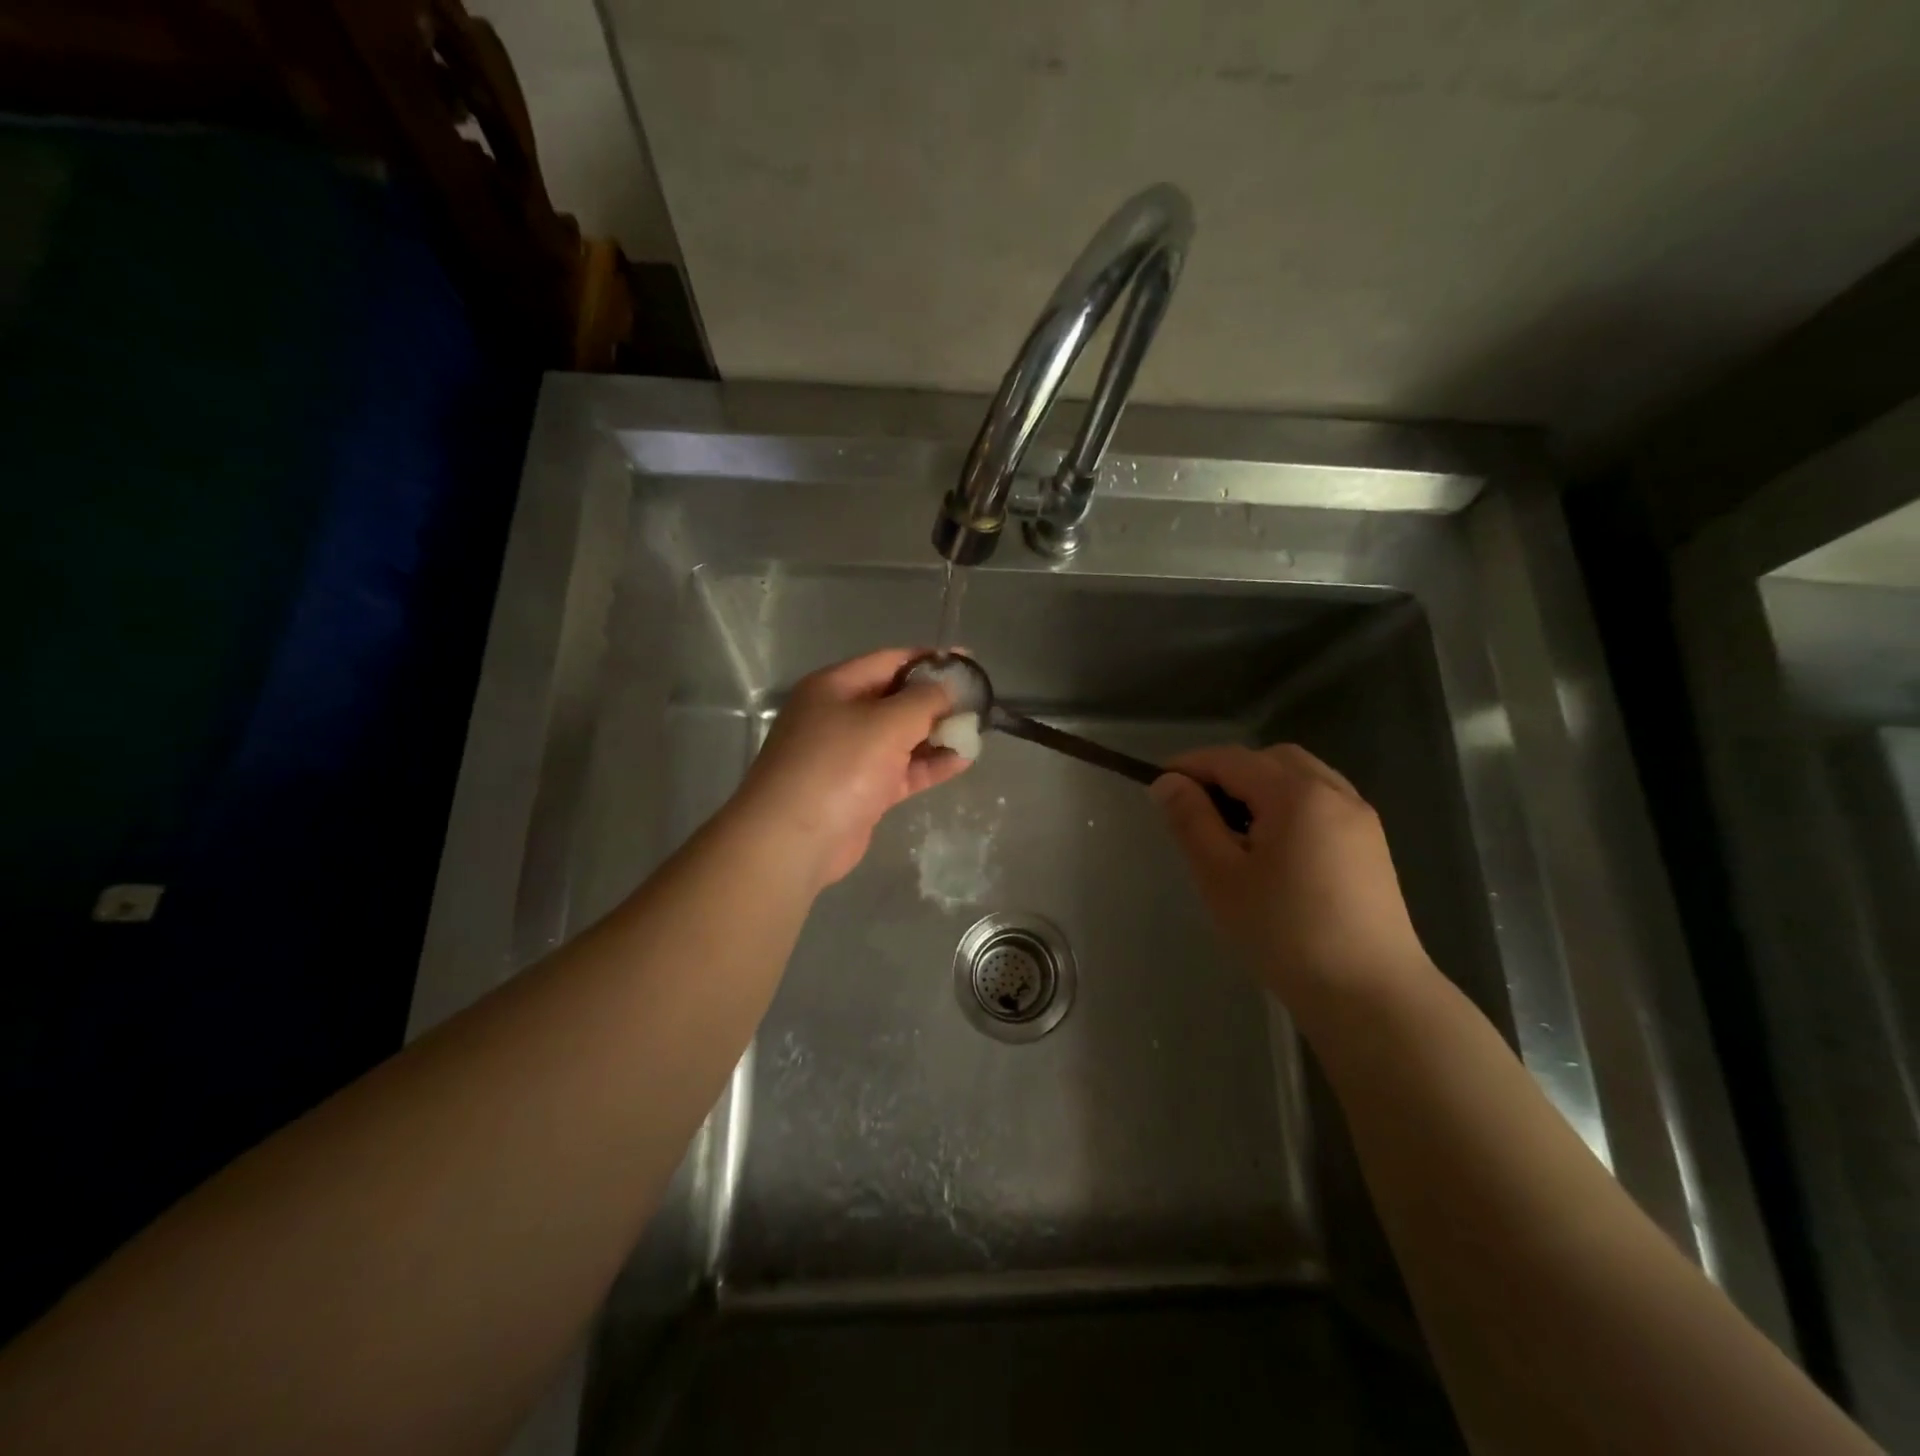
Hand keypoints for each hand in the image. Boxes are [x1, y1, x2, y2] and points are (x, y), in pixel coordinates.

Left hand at [732, 649, 969, 887]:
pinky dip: (929, 764)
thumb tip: (948, 686)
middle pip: (896, 699)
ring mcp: (850, 756)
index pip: (890, 660)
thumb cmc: (838, 766)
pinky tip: (962, 760)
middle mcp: (840, 715)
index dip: (931, 660)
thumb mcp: (886, 722)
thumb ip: (924, 700)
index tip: (970, 662)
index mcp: (835, 686)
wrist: (793, 840)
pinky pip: (901, 769)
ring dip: (937, 733)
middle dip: (937, 699)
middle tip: (980, 700)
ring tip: (977, 730)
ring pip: (901, 737)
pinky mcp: (861, 791)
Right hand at [1150, 744, 1432, 1009]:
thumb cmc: (1284, 932)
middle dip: (1228, 772)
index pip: (1232, 759)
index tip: (1157, 785)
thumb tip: (1168, 782)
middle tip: (1197, 808)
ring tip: (1234, 828)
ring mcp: (1360, 817)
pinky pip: (1322, 801)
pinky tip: (1274, 846)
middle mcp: (1334, 792)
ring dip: (1261, 786)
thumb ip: (1191, 821)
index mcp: (1296, 794)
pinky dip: (1289, 804)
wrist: (1370, 994)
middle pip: (1270, 759)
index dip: (1191, 765)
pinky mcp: (1372, 844)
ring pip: (1300, 777)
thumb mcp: (1221, 876)